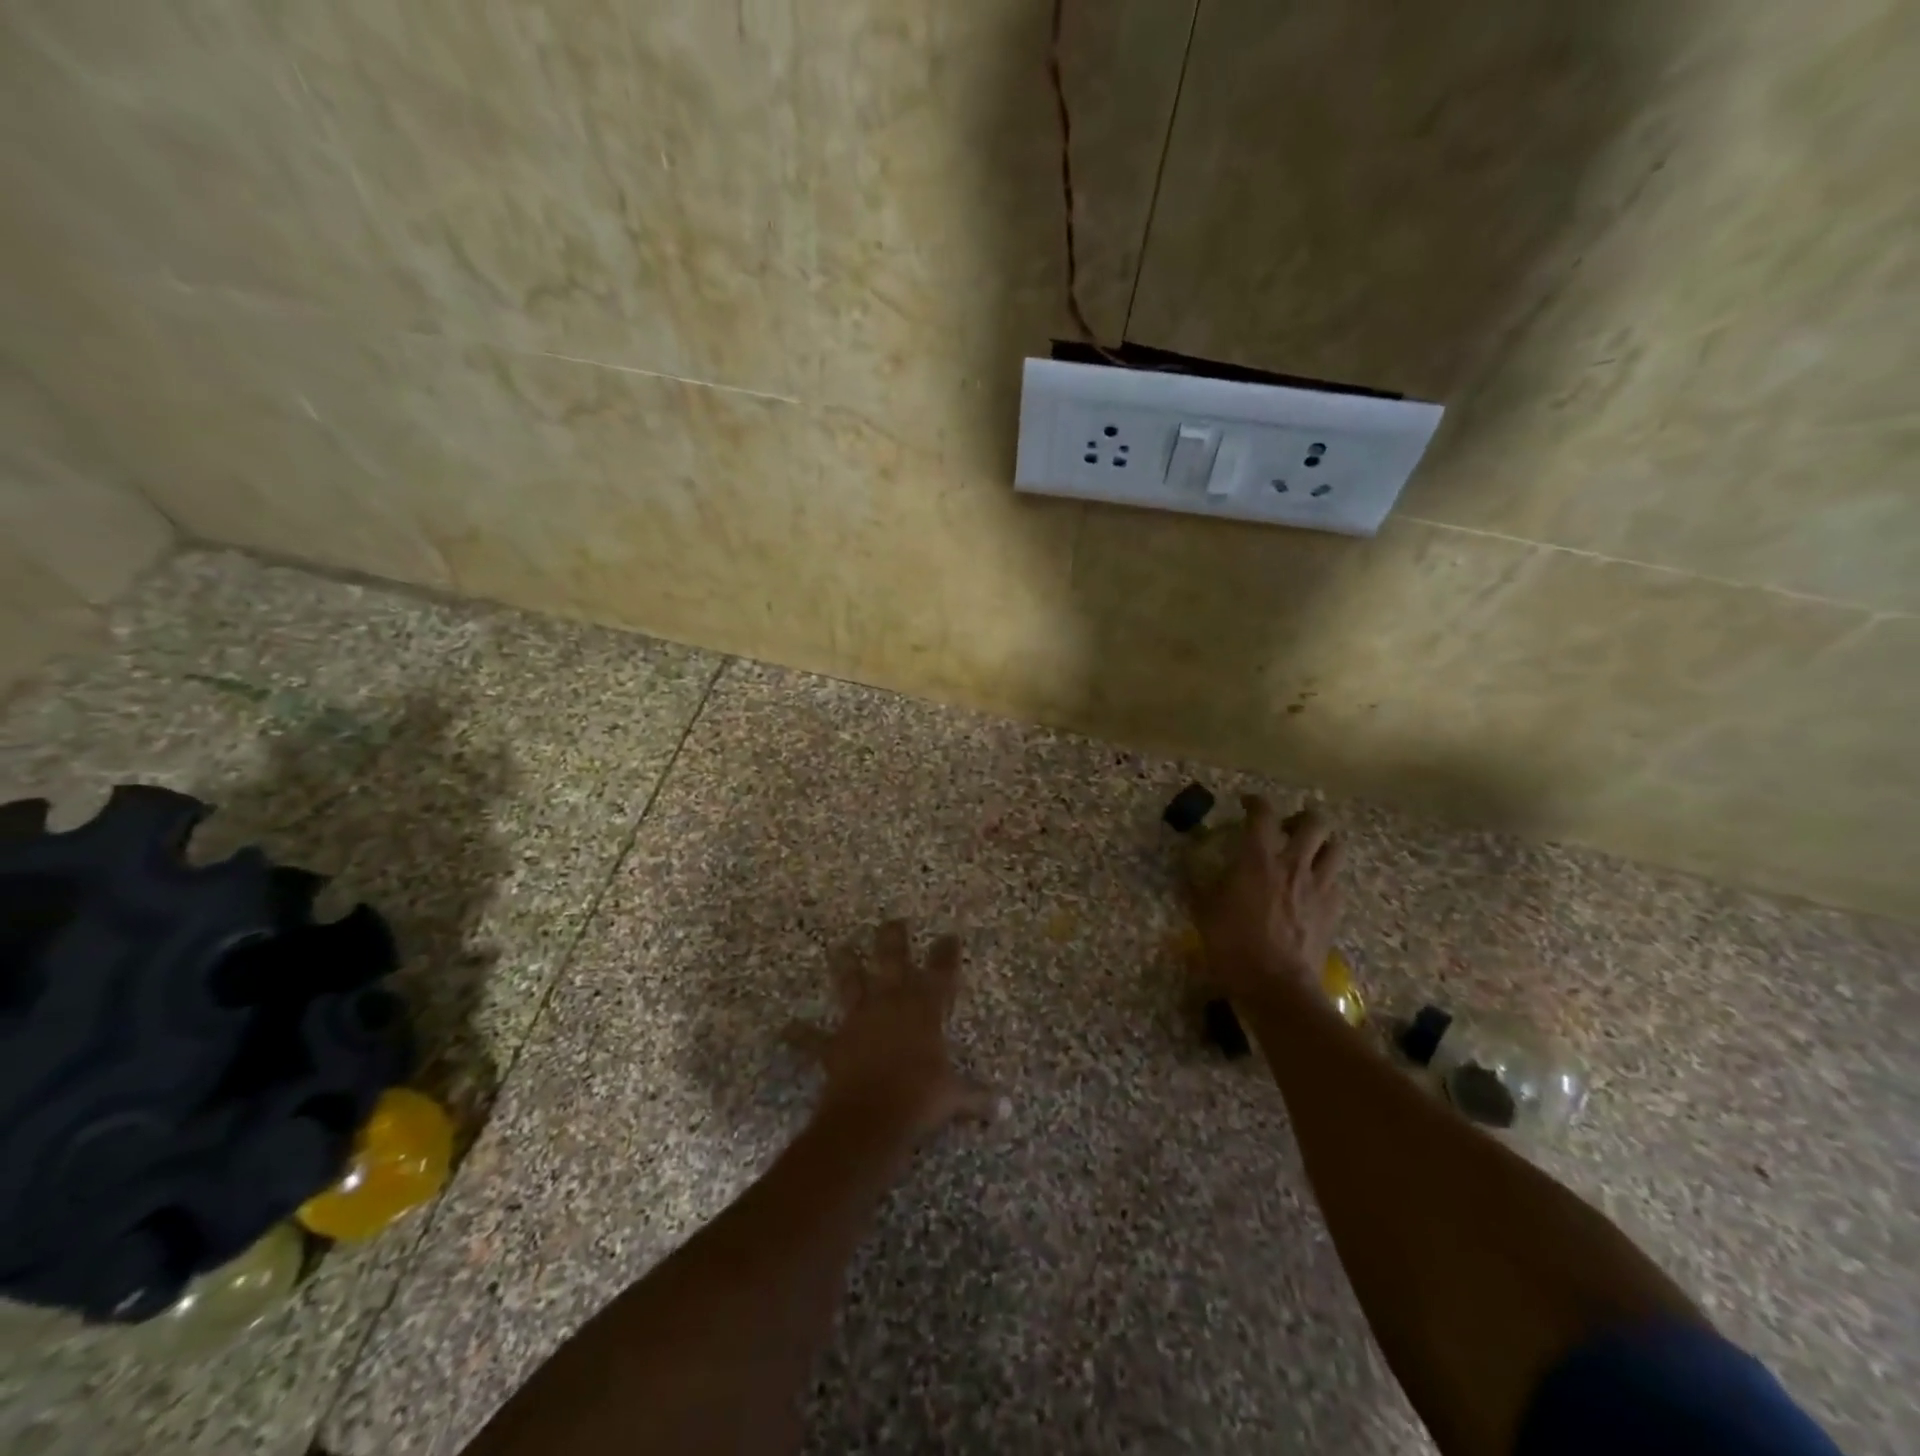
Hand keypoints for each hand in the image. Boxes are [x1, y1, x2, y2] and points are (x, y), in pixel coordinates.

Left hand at [786, 921, 1002, 1142]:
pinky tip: (784, 1029)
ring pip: (851, 983)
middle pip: (892, 960)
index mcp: (924, 1009)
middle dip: (893, 939)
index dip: (946, 953)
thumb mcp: (955, 1097)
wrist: (872, 1117)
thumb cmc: (920, 1099)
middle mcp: (891, 1004)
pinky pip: (812, 1039)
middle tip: (892, 921)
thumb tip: (1007, 1110)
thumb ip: (979, 1098)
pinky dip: (798, 1035)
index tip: (949, 935)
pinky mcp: (834, 1044)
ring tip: (839, 947)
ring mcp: (859, 1020)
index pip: (941, 972)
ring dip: (845, 965)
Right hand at [1190, 796, 1344, 1002]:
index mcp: (1258, 859)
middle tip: (1286, 826)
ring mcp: (1319, 886)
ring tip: (1308, 851)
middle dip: (1301, 817)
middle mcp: (1293, 864)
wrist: (1277, 986)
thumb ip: (1198, 885)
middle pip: (1314, 822)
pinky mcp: (1333, 909)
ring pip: (1335, 847)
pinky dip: (1326, 875)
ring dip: (1322, 842)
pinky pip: (1337, 880)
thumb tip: (1186, 868)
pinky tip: (1313, 887)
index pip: (1262, 814)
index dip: (1255, 802)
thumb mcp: (1204, 912)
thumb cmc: (1233, 945)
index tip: (1246, 803)